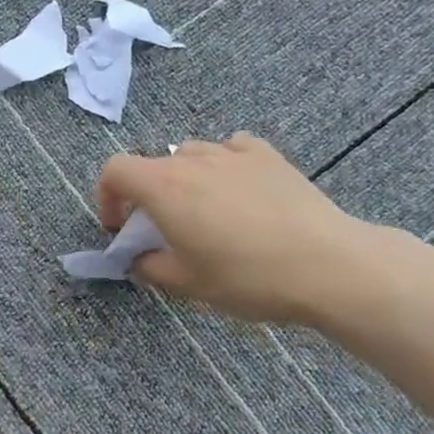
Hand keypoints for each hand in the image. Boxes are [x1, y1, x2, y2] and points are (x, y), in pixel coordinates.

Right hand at [96, 133, 382, 324]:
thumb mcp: (187, 283)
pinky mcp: (269, 156)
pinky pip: (231, 150)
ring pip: (191, 155)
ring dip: (183, 180)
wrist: (326, 265)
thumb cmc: (246, 277)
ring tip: (202, 213)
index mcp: (165, 187)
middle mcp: (194, 160)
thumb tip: (139, 259)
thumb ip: (150, 267)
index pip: (115, 170)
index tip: (119, 228)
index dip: (107, 198)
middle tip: (162, 230)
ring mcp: (234, 153)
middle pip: (152, 165)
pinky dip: (222, 167)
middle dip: (146, 195)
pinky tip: (237, 193)